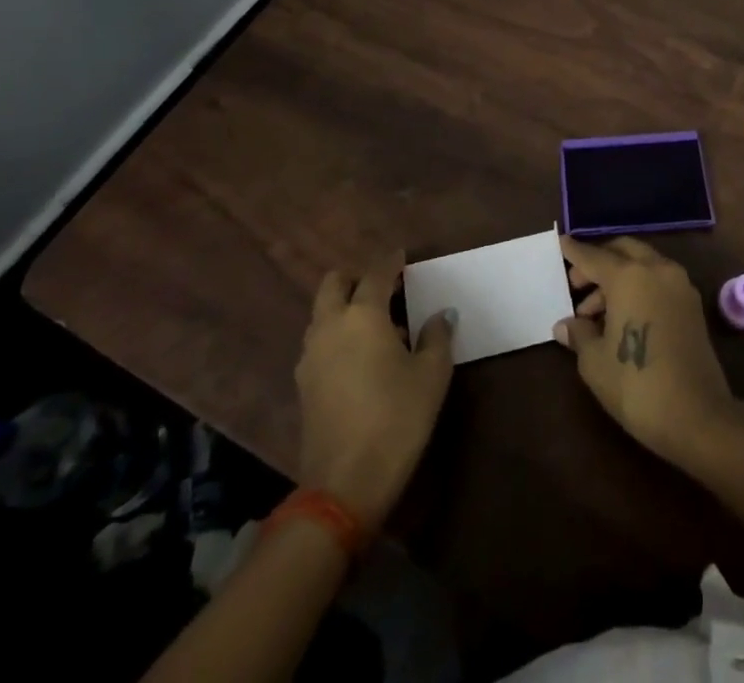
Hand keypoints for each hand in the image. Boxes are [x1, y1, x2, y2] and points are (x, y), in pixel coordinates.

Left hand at [295, 252, 454, 530]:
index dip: (392, 262)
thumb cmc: (397, 419)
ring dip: (344, 307)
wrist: (344, 485)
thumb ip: (437, 336)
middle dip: (356, 278)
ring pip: (323, 313)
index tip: (404, 258)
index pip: (376, 273)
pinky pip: (319, 341)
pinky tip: (360, 356)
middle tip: (384, 288)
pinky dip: (337, 334)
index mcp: (362, 314)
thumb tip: (440, 315)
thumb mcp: (431, 375)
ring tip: (376, 325)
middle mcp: (330, 325)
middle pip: (334, 283)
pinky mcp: (303, 384)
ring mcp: (311, 355)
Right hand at [553, 234, 739, 469]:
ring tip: (594, 315)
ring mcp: (679, 285)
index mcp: (629, 276)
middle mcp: (657, 270)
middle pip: (623, 251)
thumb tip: (566, 325)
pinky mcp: (692, 305)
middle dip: (599, 262)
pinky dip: (638, 287)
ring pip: (643, 265)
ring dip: (618, 278)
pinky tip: (622, 318)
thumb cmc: (637, 385)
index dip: (574, 251)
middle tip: (577, 285)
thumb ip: (579, 334)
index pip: (594, 256)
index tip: (561, 242)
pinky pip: (658, 281)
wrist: (698, 416)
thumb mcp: (595, 362)